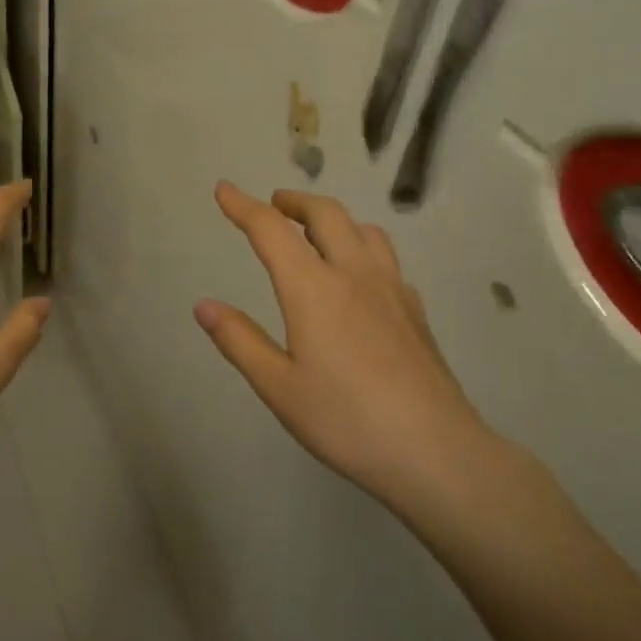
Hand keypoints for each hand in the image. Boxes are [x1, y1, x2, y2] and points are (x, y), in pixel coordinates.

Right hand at [196, 181, 502, 521]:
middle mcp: (353, 274)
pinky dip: (361, 248)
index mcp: (312, 288)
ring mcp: (391, 289)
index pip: (271, 230)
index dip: (242, 205)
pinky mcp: (415, 310)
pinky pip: (385, 258)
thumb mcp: (278, 387)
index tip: (224, 188)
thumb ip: (239, 340)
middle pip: (325, 213)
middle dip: (294, 202)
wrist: (436, 451)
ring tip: (316, 235)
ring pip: (363, 229)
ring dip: (333, 219)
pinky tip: (359, 278)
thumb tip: (204, 305)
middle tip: (273, 206)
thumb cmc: (346, 420)